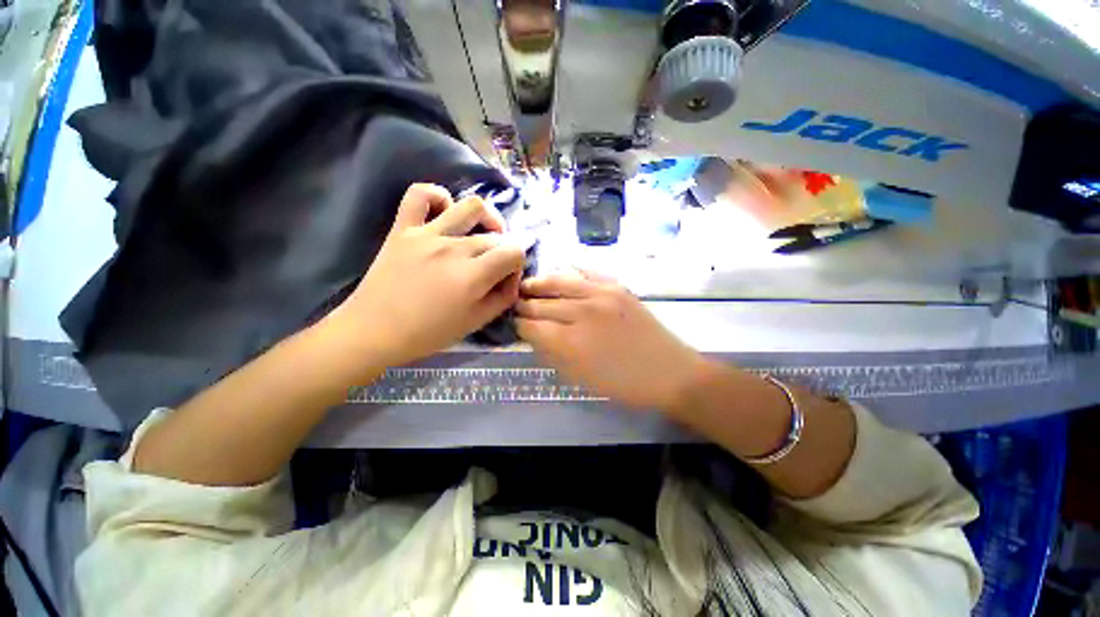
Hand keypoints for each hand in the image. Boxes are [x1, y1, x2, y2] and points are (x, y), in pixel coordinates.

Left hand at [323, 184, 525, 373]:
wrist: (374, 330)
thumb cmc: (429, 333)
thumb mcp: (476, 322)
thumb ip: (503, 297)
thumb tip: (512, 276)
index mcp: (472, 276)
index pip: (514, 252)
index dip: (518, 263)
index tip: (507, 277)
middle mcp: (454, 248)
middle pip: (495, 236)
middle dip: (503, 251)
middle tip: (492, 268)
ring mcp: (427, 233)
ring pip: (471, 205)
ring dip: (486, 217)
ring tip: (481, 232)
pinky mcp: (403, 227)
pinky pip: (420, 194)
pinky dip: (438, 196)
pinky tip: (444, 213)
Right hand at [516, 272, 709, 410]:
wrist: (669, 372)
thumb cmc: (623, 384)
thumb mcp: (580, 378)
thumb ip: (552, 354)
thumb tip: (533, 335)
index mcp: (571, 342)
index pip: (532, 327)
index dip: (519, 326)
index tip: (514, 324)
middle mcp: (582, 312)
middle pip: (542, 303)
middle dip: (525, 305)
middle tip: (515, 304)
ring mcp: (601, 294)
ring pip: (559, 281)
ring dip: (539, 284)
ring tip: (527, 284)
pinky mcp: (617, 287)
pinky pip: (586, 273)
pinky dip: (569, 272)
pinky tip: (560, 273)